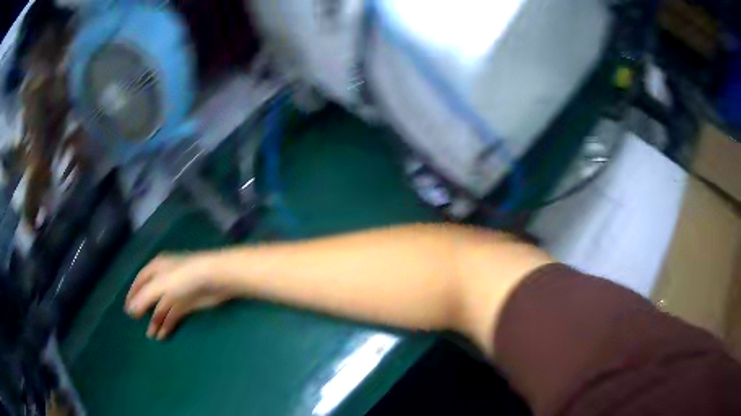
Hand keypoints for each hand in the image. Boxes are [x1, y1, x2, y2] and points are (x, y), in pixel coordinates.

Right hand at [125, 254, 233, 339]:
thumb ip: (144, 298)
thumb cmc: (184, 277)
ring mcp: (178, 292)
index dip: (133, 294)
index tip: (127, 309)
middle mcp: (165, 279)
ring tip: (151, 336)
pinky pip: (174, 315)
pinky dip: (167, 324)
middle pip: (151, 296)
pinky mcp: (189, 303)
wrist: (215, 279)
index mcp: (157, 268)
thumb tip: (130, 310)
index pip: (141, 281)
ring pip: (162, 308)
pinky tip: (162, 335)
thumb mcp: (160, 285)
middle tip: (137, 324)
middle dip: (144, 310)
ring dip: (156, 321)